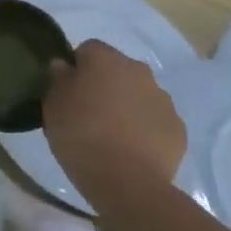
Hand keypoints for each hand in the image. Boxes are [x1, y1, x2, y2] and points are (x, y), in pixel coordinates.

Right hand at [45, 40, 186, 209]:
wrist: (127, 182)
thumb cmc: (80, 134)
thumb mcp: (52, 104)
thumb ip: (58, 79)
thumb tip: (64, 67)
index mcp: (106, 59)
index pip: (88, 49)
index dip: (76, 67)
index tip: (67, 90)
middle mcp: (138, 71)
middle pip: (117, 70)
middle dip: (105, 84)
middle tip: (88, 110)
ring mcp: (163, 101)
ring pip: (139, 94)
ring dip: (126, 105)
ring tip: (111, 133)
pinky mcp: (178, 130)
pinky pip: (155, 120)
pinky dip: (144, 128)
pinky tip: (131, 148)